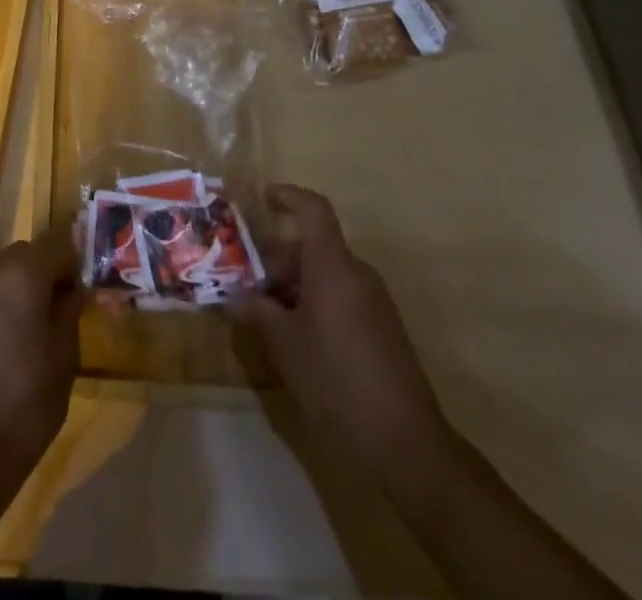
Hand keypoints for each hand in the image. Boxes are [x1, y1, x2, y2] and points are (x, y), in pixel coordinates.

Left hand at [0, 226, 85, 473]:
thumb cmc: (28, 402)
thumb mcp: (65, 357)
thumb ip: (70, 311)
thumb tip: (75, 290)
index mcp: (22, 276)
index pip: (55, 241)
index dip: (72, 259)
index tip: (81, 287)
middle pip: (21, 255)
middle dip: (41, 273)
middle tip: (55, 310)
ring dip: (12, 293)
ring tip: (22, 336)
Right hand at [231, 184, 454, 487]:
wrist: (407, 445)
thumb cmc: (336, 380)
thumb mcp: (284, 345)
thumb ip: (256, 312)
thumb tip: (234, 297)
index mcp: (333, 266)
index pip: (313, 210)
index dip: (288, 197)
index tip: (263, 199)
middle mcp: (357, 275)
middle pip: (312, 248)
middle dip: (276, 262)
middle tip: (246, 289)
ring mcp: (374, 304)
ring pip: (325, 276)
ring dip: (293, 287)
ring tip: (264, 318)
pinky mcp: (382, 331)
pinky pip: (341, 299)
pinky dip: (314, 304)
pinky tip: (295, 340)